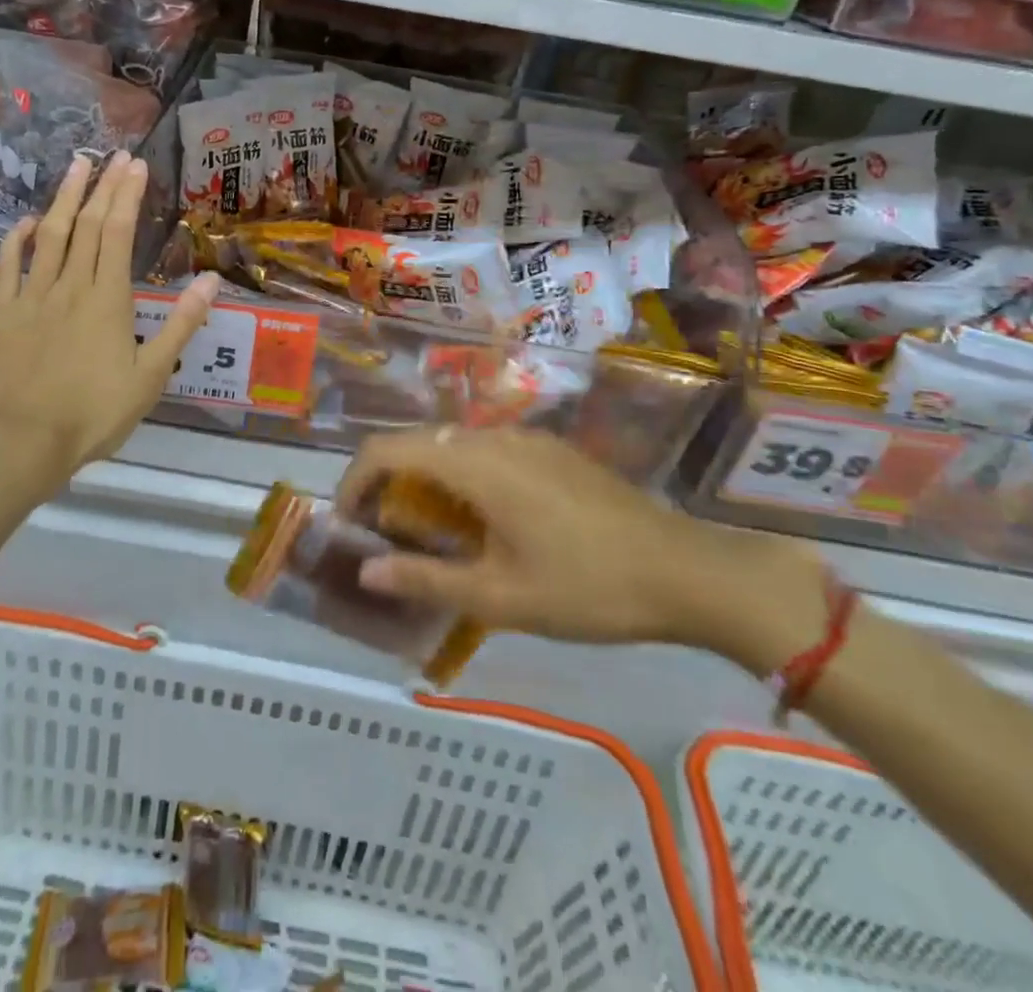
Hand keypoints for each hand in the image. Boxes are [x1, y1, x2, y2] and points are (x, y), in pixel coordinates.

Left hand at [0, 151, 218, 503]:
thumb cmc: (93, 413)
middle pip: (88, 225)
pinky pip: (8, 265)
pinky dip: (18, 238)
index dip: (127, 196)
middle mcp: (70, 286)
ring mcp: (31, 295)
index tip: (135, 165)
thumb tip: (210, 280)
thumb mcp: (151, 375)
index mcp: (108, 299)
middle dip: (102, 186)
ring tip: (76, 166)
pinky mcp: (1, 312)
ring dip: (64, 198)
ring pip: (50, 235)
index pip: (119, 233)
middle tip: (113, 154)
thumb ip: (180, 325)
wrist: (21, 441)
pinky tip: (28, 221)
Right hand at [336, 428, 823, 662]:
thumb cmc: (587, 587)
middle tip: (381, 535)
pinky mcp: (551, 450)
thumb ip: (426, 579)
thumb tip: (367, 572)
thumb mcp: (500, 597)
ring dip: (423, 479)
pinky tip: (480, 523)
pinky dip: (460, 477)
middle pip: (417, 442)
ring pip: (452, 445)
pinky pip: (486, 451)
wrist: (685, 571)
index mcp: (475, 462)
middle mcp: (494, 436)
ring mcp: (527, 439)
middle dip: (386, 483)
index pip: (387, 448)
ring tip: (425, 533)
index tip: (347, 524)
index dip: (354, 480)